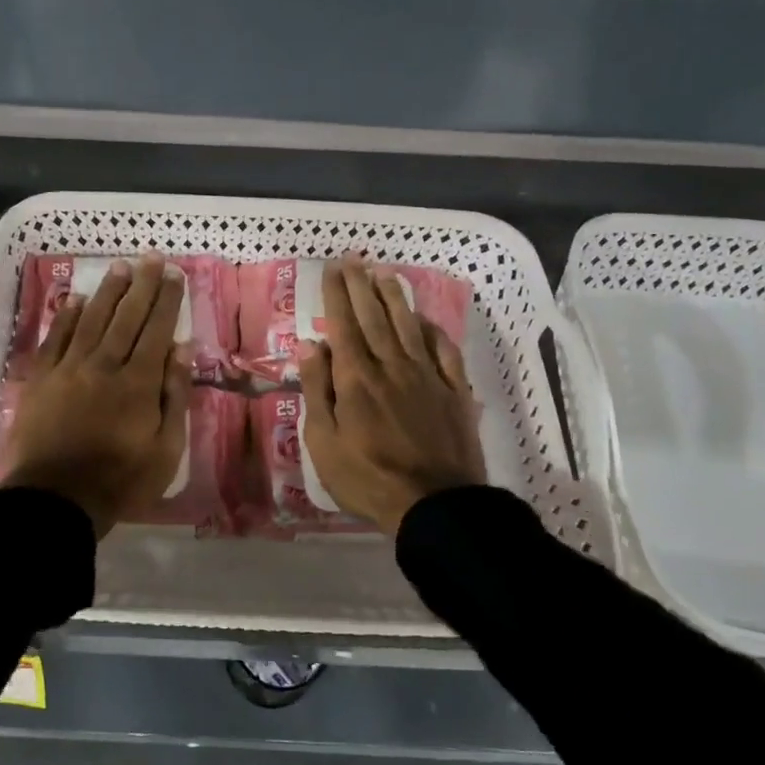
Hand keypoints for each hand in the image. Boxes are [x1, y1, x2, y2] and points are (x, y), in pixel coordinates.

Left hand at [3, 255, 189, 537]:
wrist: (54, 499)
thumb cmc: (120, 481)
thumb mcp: (166, 449)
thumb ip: (175, 396)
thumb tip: (182, 349)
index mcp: (139, 383)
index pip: (157, 330)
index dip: (166, 300)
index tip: (173, 273)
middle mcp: (104, 365)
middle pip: (126, 317)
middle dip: (141, 285)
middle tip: (150, 257)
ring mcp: (68, 369)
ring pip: (91, 320)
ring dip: (107, 291)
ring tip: (119, 266)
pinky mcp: (40, 379)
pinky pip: (55, 339)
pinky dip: (67, 317)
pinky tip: (75, 299)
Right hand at [300, 257, 484, 533]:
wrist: (435, 505)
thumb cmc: (368, 478)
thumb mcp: (324, 442)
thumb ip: (318, 390)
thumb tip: (311, 345)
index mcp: (357, 378)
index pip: (343, 324)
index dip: (337, 294)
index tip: (332, 268)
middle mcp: (392, 366)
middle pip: (374, 317)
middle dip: (361, 285)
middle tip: (354, 259)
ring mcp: (427, 377)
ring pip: (408, 326)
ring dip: (395, 297)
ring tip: (385, 273)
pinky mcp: (453, 392)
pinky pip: (444, 351)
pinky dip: (433, 330)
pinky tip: (425, 319)